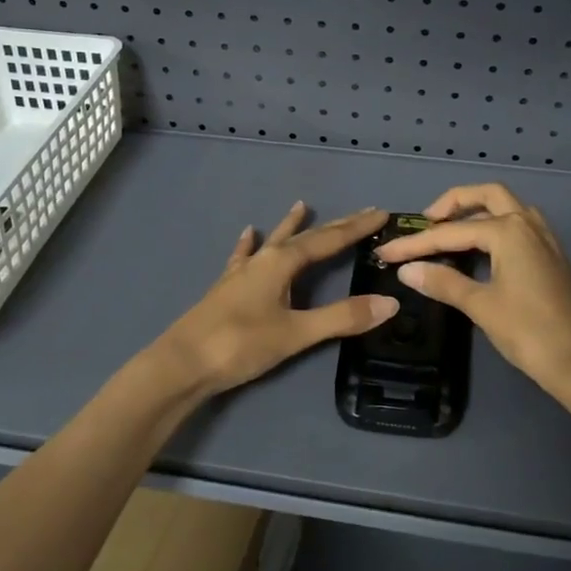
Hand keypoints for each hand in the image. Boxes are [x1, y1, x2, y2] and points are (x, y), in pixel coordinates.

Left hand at [152, 202, 398, 396]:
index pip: (328, 240)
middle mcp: (262, 259)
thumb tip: (389, 304)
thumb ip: (341, 318)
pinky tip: (248, 234)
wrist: (181, 364)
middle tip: (361, 212)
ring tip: (301, 205)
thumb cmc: (240, 344)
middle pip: (304, 237)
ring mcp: (241, 273)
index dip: (355, 229)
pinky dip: (250, 245)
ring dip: (291, 226)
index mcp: (282, 263)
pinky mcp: (226, 288)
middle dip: (334, 226)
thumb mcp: (296, 333)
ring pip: (273, 241)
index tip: (381, 214)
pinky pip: (243, 257)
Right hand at [375, 184, 570, 397]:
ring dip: (476, 211)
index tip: (386, 251)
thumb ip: (443, 283)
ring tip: (449, 232)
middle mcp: (527, 223)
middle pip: (486, 195)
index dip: (415, 243)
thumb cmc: (529, 331)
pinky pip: (517, 225)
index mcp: (508, 230)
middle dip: (453, 203)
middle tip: (426, 223)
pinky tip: (480, 249)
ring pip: (506, 207)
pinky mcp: (550, 255)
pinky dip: (493, 225)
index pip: (451, 232)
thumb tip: (407, 270)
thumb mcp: (481, 306)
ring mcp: (543, 238)